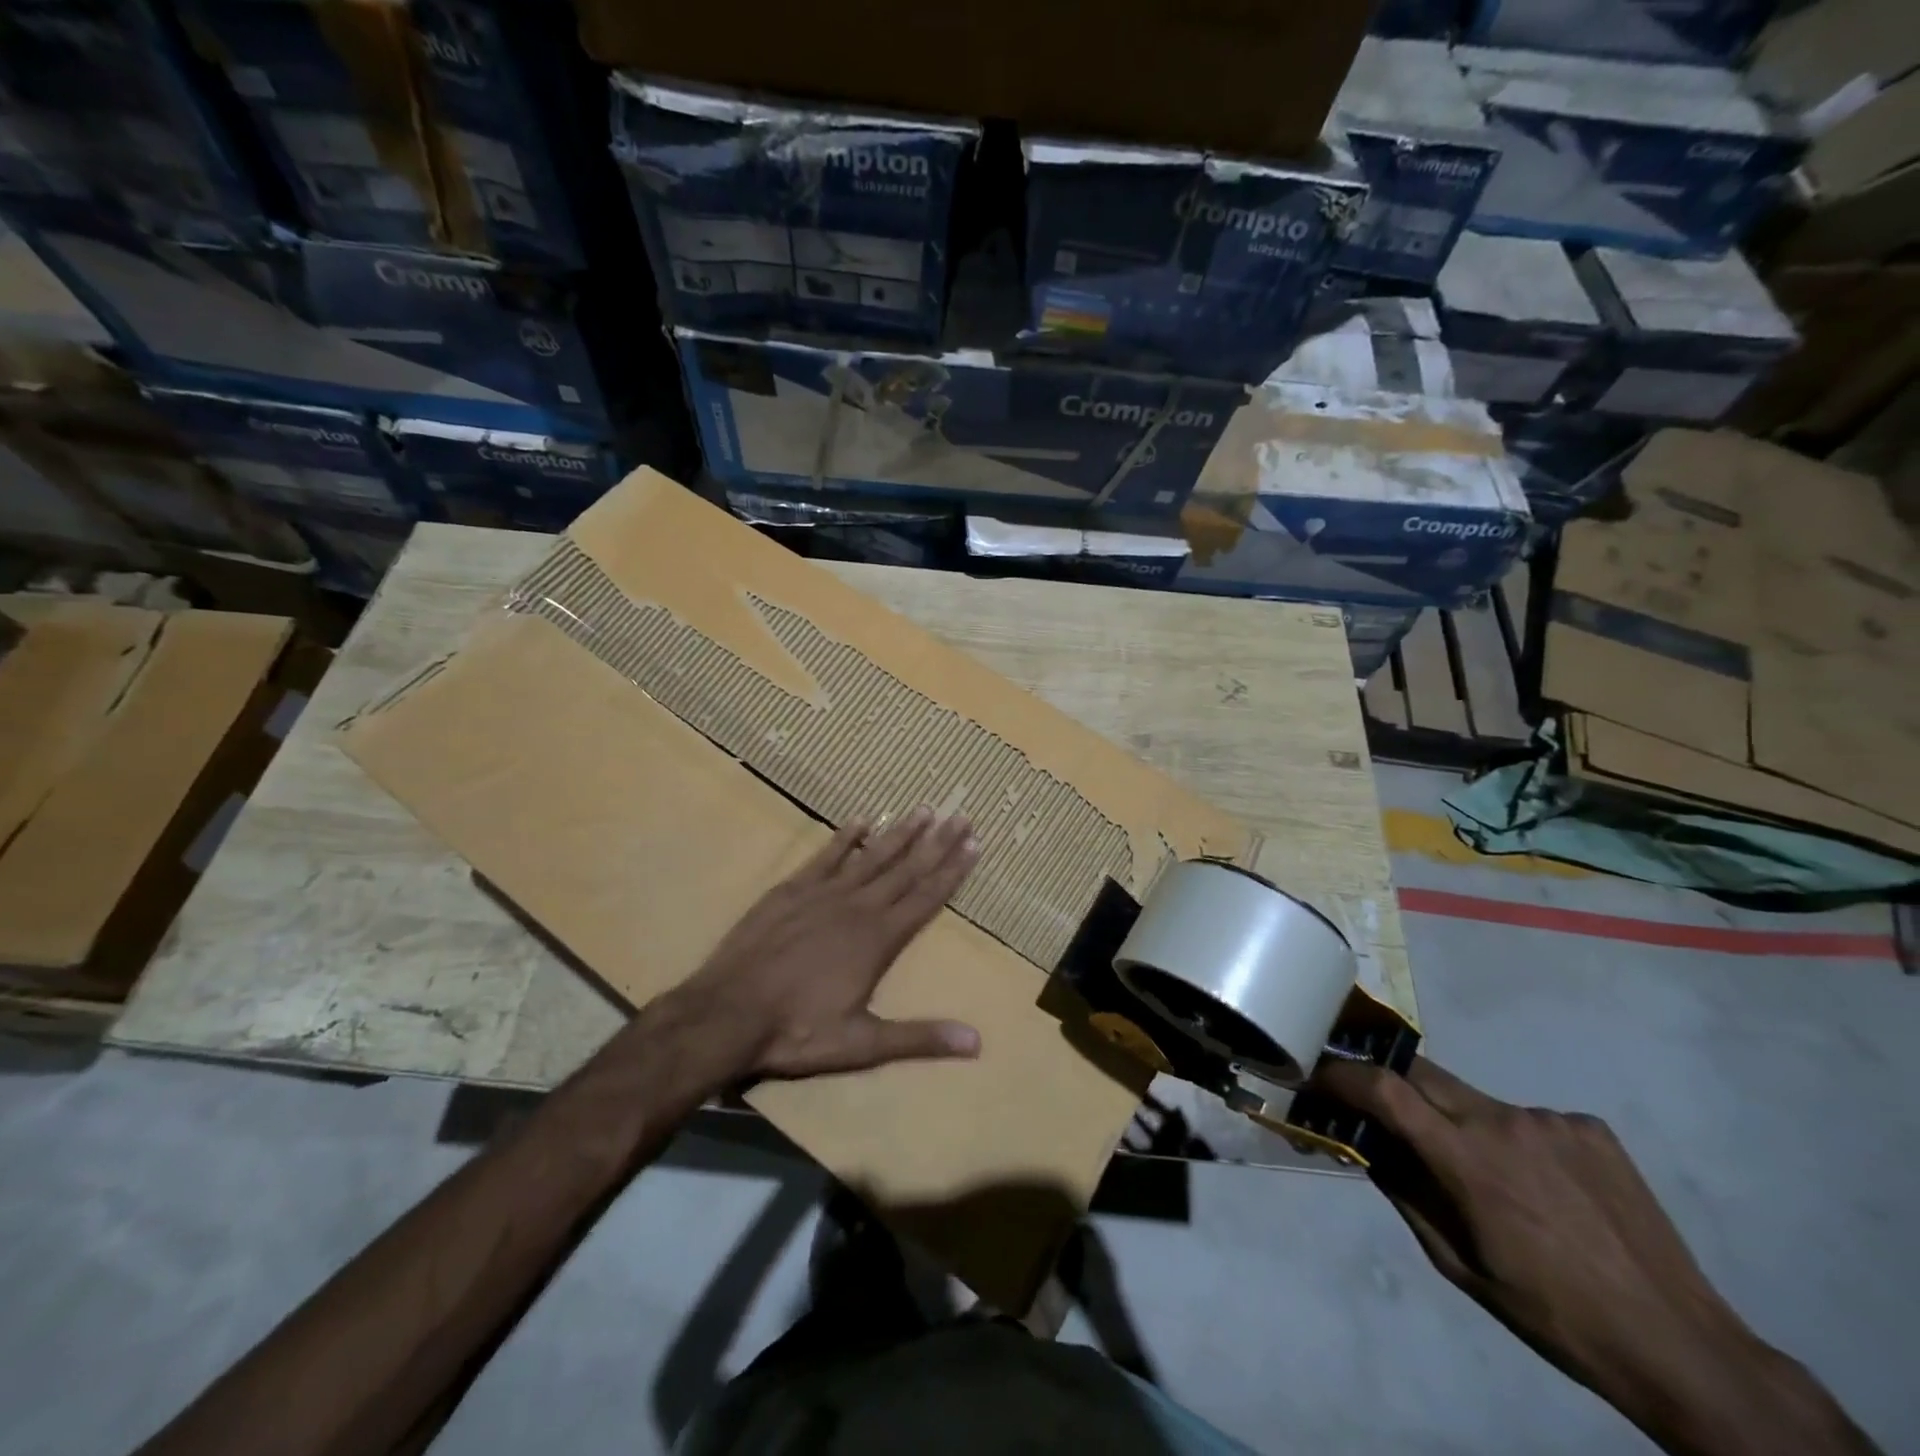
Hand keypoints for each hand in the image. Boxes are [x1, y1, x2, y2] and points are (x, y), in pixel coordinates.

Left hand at [677, 808, 982, 1081]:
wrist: (728, 1013)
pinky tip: (861, 820)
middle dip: (937, 842)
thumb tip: (977, 1042)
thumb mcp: (862, 1044)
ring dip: (899, 833)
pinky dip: (845, 838)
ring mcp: (823, 894)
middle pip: (906, 869)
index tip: (974, 844)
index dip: (952, 871)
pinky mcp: (791, 890)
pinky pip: (826, 856)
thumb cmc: (797, 1031)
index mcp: (878, 939)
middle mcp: (857, 907)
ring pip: (871, 856)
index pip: (926, 898)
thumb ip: (920, 1038)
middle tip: (961, 815)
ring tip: (924, 809)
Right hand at [1316, 1058, 1877, 1455]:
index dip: (1341, 1074)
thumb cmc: (1553, 1314)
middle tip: (1379, 1107)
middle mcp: (1504, 1122)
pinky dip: (1515, 1139)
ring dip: (1459, 1120)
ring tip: (1487, 1174)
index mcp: (1468, 1162)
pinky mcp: (1590, 1126)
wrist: (1681, 1346)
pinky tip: (1543, 1185)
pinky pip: (1528, 1117)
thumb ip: (1404, 1192)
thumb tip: (1363, 1143)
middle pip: (1422, 1074)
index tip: (1316, 1074)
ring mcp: (1552, 1119)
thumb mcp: (1459, 1265)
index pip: (1384, 1090)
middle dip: (1391, 1083)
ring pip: (1476, 1099)